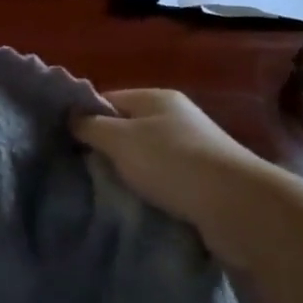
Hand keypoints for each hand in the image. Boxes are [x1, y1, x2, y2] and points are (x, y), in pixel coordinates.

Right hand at [70, 89, 278, 249]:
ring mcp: (193, 146)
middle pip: (127, 127)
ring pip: (146, 155)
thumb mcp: (120, 139)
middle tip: (82, 170)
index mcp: (156, 97)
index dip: (84, 117)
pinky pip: (164, 177)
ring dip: (128, 171)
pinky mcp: (204, 177)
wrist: (236, 205)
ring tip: (107, 190)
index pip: (108, 99)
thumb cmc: (172, 162)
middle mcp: (176, 116)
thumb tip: (72, 117)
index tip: (65, 143)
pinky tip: (138, 202)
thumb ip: (91, 126)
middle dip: (105, 148)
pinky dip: (150, 188)